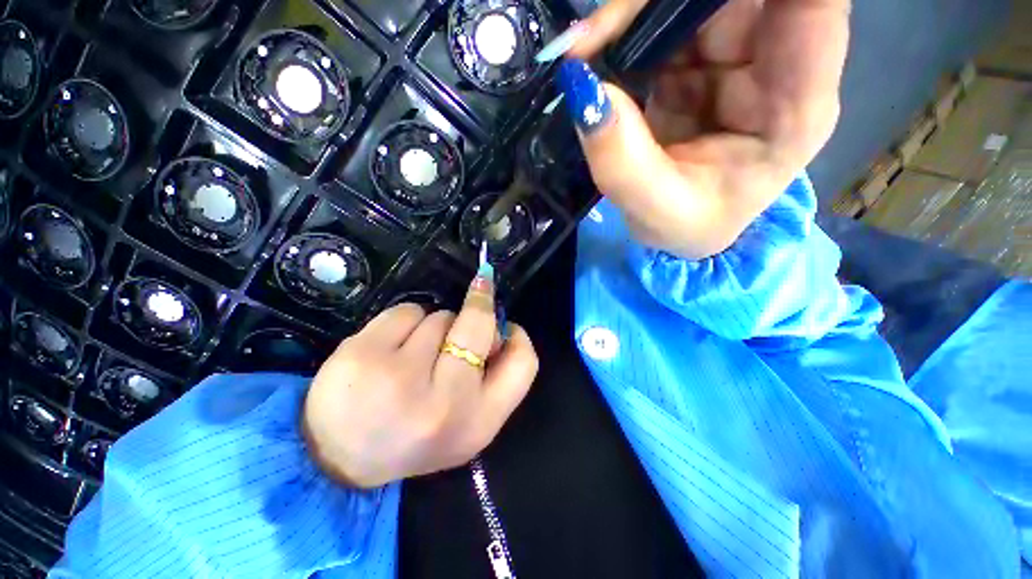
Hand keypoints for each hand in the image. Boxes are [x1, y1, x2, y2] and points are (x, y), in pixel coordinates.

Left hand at [302, 271, 537, 488]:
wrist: (337, 459)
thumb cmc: (414, 435)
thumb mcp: (465, 421)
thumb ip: (489, 378)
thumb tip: (497, 327)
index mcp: (478, 423)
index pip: (523, 363)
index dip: (517, 336)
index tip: (505, 326)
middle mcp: (445, 402)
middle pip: (479, 326)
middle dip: (477, 312)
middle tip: (466, 316)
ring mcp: (402, 377)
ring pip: (441, 316)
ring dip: (435, 324)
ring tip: (415, 353)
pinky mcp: (365, 355)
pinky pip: (407, 311)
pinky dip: (405, 320)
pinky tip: (389, 347)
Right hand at [550, 0, 850, 258]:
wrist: (682, 228)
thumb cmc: (686, 227)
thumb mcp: (653, 211)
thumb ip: (620, 160)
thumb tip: (582, 89)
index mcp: (795, 108)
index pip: (814, 6)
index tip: (676, 0)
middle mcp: (779, 67)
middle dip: (661, 3)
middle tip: (593, 35)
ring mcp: (739, 58)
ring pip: (694, 0)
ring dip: (635, 14)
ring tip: (584, 49)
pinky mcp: (702, 60)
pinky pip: (667, 19)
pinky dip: (626, 29)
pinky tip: (595, 53)